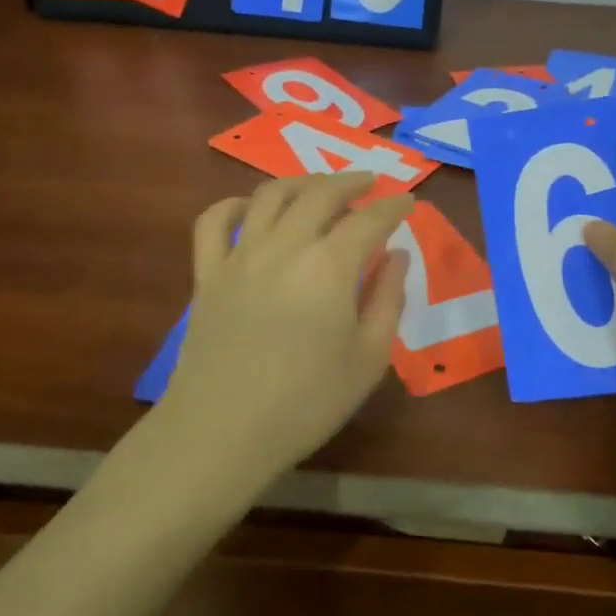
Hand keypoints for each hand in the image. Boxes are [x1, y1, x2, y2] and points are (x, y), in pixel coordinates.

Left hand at [158, 173, 411, 493]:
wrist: (222, 433)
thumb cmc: (306, 403)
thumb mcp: (368, 359)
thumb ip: (388, 300)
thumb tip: (397, 256)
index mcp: (328, 267)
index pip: (369, 220)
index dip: (393, 207)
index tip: (408, 202)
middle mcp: (284, 247)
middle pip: (320, 194)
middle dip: (351, 182)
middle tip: (370, 183)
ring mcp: (240, 256)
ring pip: (269, 196)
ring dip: (301, 182)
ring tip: (320, 186)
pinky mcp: (207, 273)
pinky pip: (213, 222)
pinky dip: (233, 205)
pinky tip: (249, 208)